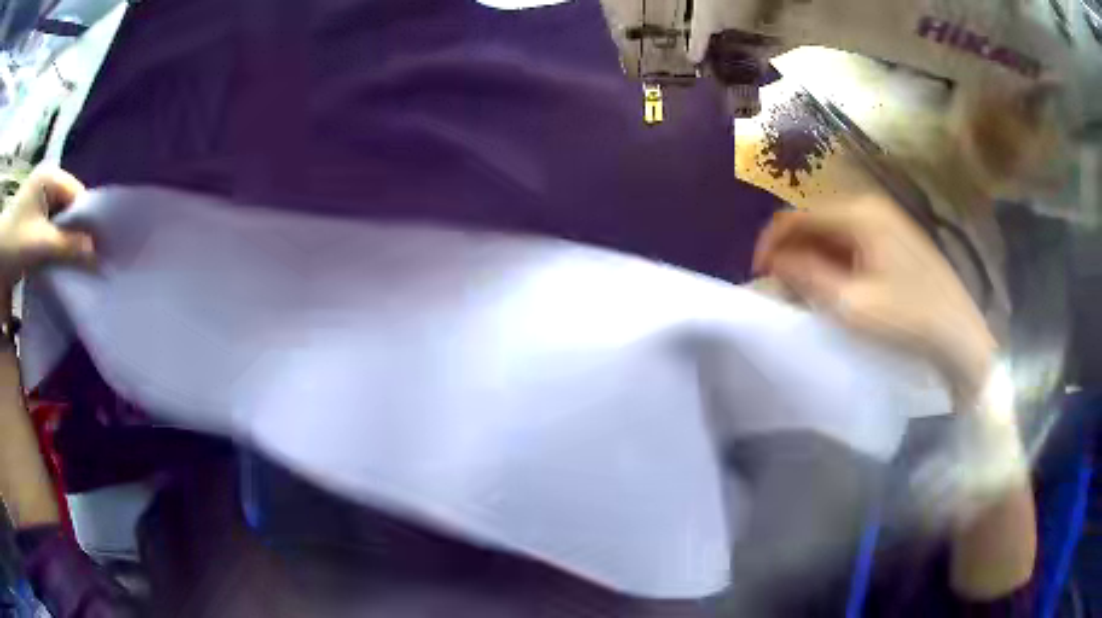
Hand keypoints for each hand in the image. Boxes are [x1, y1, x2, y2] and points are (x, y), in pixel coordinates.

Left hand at [0, 167, 94, 299]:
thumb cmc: (13, 244)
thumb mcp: (39, 245)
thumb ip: (68, 247)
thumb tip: (99, 255)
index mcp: (50, 177)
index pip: (77, 196)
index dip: (88, 222)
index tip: (100, 251)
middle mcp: (46, 186)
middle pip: (69, 211)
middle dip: (78, 237)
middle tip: (90, 264)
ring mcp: (37, 206)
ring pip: (60, 225)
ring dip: (66, 247)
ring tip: (76, 269)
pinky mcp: (31, 226)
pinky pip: (49, 235)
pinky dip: (55, 252)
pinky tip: (59, 268)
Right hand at [753, 197, 995, 401]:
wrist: (960, 335)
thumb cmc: (909, 319)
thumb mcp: (854, 304)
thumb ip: (809, 277)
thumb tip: (775, 261)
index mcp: (859, 214)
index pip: (798, 215)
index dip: (772, 242)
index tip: (760, 276)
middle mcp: (871, 207)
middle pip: (815, 220)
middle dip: (793, 251)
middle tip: (783, 289)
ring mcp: (887, 221)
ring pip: (833, 231)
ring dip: (813, 257)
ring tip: (807, 292)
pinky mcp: (897, 238)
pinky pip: (853, 241)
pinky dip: (836, 260)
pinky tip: (836, 287)